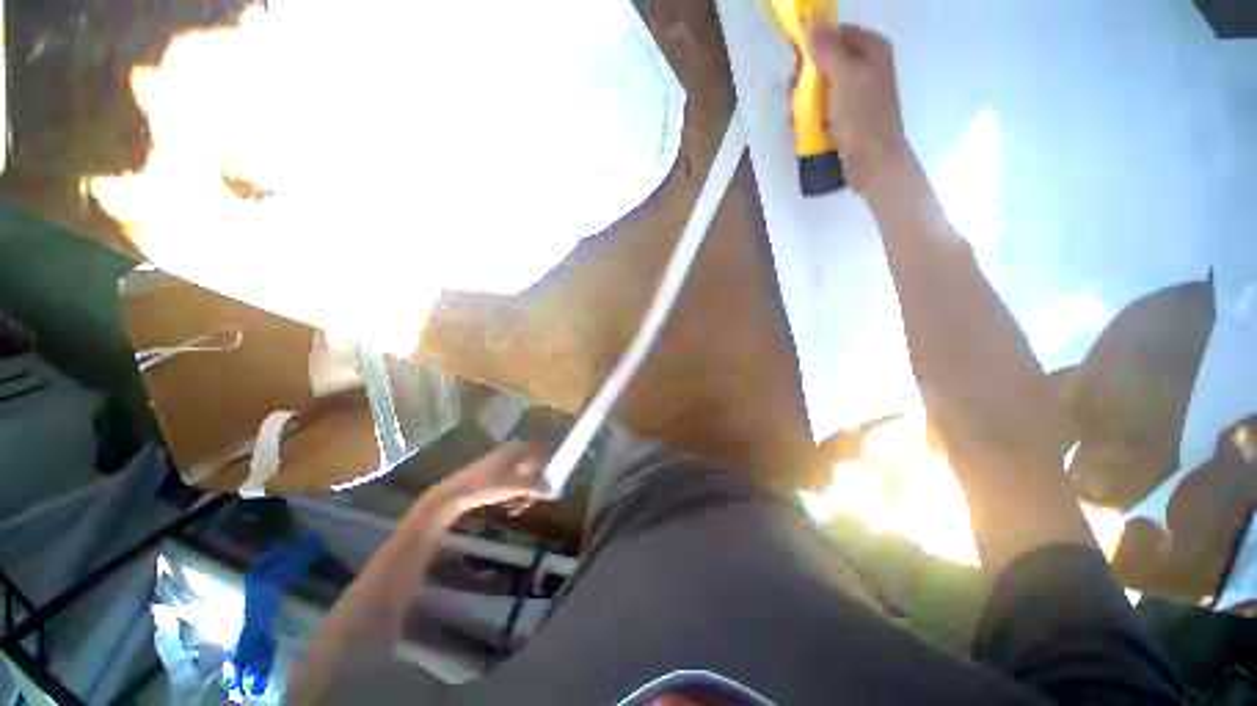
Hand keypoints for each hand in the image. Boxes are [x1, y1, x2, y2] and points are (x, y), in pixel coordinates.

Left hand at [433, 440, 550, 515]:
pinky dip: (516, 492)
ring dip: (526, 492)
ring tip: (518, 507)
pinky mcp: (498, 472)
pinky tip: (510, 506)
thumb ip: (537, 487)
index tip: (557, 483)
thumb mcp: (514, 487)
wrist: (454, 494)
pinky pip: (515, 480)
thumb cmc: (487, 485)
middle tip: (533, 502)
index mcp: (520, 448)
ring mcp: (506, 461)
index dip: (554, 466)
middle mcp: (515, 451)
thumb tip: (557, 492)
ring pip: (526, 476)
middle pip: (536, 467)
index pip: (546, 452)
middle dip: (537, 486)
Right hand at [806, 23, 909, 191]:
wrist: (873, 162)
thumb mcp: (845, 77)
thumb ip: (828, 49)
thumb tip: (810, 22)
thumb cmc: (862, 117)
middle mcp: (866, 65)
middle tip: (796, 99)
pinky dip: (813, 117)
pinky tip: (807, 129)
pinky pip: (824, 107)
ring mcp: (857, 92)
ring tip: (801, 121)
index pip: (834, 34)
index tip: (796, 69)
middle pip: (825, 61)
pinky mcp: (848, 115)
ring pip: (821, 87)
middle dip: (806, 80)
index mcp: (871, 48)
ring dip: (805, 103)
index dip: (813, 47)